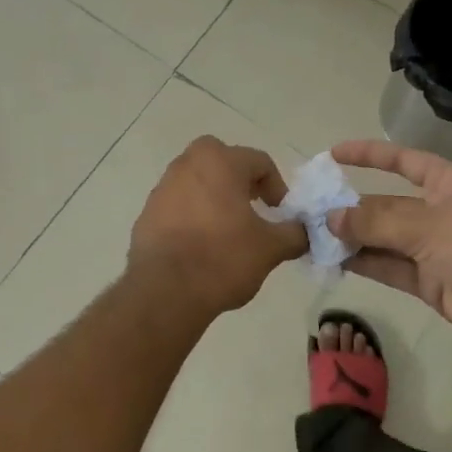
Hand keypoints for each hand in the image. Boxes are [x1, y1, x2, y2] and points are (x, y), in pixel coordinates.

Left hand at [129, 137, 307, 314]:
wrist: (165, 290)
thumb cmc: (223, 258)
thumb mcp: (270, 248)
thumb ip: (294, 233)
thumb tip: (304, 231)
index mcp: (219, 161)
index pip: (259, 161)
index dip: (277, 187)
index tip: (280, 214)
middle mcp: (187, 164)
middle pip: (222, 162)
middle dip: (241, 181)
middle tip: (252, 210)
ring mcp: (162, 187)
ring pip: (197, 182)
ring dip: (215, 198)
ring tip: (227, 231)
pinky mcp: (147, 212)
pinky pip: (178, 205)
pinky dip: (192, 215)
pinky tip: (200, 246)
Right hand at [327, 139, 451, 356]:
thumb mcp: (426, 223)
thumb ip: (375, 222)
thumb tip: (331, 219)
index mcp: (445, 183)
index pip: (402, 160)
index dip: (370, 154)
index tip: (334, 153)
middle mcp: (436, 211)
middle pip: (386, 204)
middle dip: (351, 206)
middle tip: (310, 210)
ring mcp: (432, 249)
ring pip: (382, 238)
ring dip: (351, 238)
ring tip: (311, 236)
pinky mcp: (428, 282)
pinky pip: (387, 267)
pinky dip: (362, 263)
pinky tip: (331, 259)